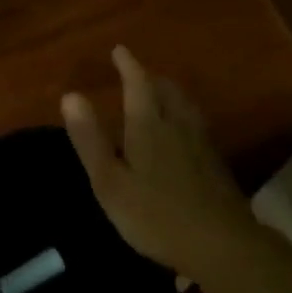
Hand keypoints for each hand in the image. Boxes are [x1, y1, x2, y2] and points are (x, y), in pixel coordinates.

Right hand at [60, 46, 257, 278]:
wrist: (221, 243)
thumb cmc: (156, 216)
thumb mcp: (110, 183)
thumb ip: (90, 140)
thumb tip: (70, 95)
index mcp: (149, 127)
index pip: (138, 85)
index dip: (128, 65)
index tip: (119, 50)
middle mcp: (178, 126)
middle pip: (167, 91)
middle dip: (151, 78)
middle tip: (138, 74)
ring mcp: (202, 144)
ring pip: (186, 107)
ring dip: (171, 94)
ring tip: (161, 96)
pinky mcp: (216, 164)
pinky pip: (197, 125)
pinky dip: (184, 116)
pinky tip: (183, 133)